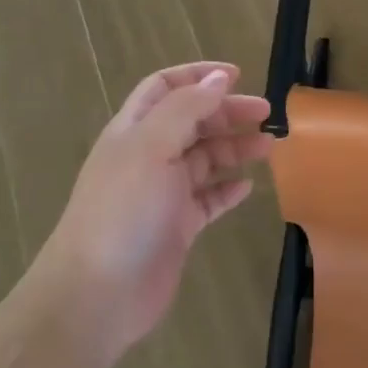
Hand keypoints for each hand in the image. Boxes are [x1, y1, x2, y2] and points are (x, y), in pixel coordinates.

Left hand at [39, 62, 272, 361]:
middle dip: (227, 112)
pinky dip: (228, 188)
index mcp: (134, 130)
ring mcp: (162, 193)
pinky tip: (248, 186)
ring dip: (235, 148)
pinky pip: (208, 199)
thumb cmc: (123, 209)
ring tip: (269, 147)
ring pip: (204, 159)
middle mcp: (148, 156)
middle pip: (192, 121)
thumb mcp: (152, 146)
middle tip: (266, 114)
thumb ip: (186, 109)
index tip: (238, 75)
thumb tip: (219, 79)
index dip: (198, 76)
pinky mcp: (177, 227)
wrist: (99, 292)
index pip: (164, 87)